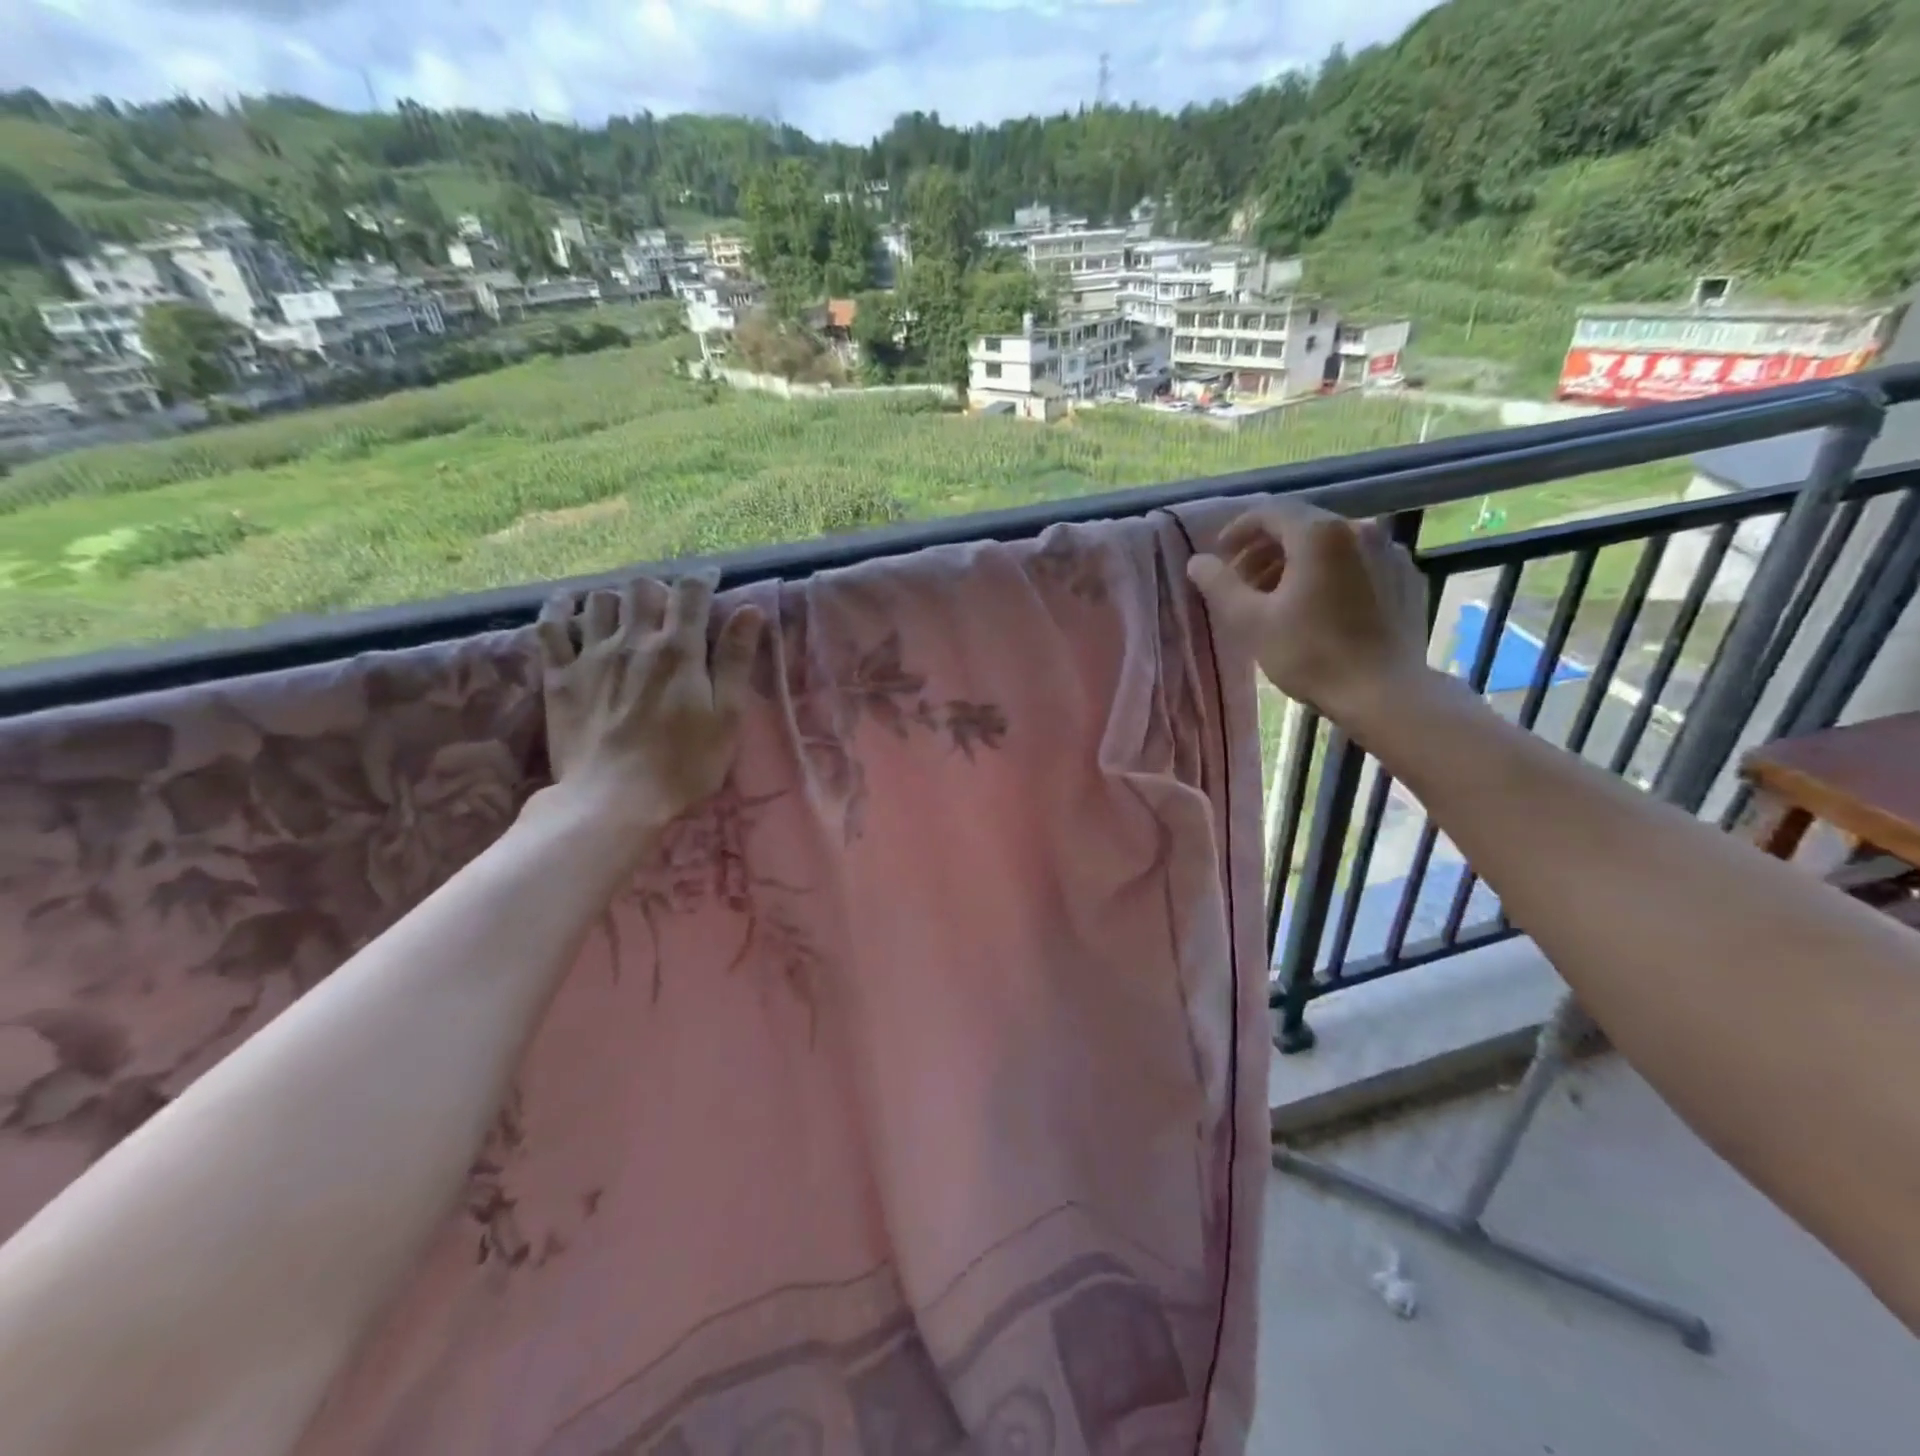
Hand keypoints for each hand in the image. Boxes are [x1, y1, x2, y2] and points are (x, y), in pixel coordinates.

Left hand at [534, 572, 763, 833]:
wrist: (613, 800)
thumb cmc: (684, 764)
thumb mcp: (726, 717)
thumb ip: (736, 660)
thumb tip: (750, 610)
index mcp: (679, 649)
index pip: (690, 592)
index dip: (702, 580)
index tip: (711, 583)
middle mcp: (633, 640)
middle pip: (642, 587)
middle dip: (659, 590)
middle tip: (669, 609)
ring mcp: (591, 655)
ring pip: (599, 599)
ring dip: (617, 599)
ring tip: (627, 616)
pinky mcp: (559, 676)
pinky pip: (550, 626)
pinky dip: (559, 609)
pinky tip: (568, 608)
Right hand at [1186, 498, 1432, 728]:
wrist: (1384, 693)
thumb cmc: (1310, 654)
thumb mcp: (1250, 621)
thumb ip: (1219, 584)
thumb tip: (1197, 561)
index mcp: (1319, 533)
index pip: (1270, 512)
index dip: (1238, 530)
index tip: (1220, 557)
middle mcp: (1360, 529)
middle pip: (1302, 526)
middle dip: (1266, 550)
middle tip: (1242, 582)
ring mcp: (1390, 553)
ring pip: (1332, 546)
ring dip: (1298, 564)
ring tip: (1278, 598)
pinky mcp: (1406, 579)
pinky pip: (1359, 565)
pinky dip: (1332, 576)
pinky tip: (1320, 608)